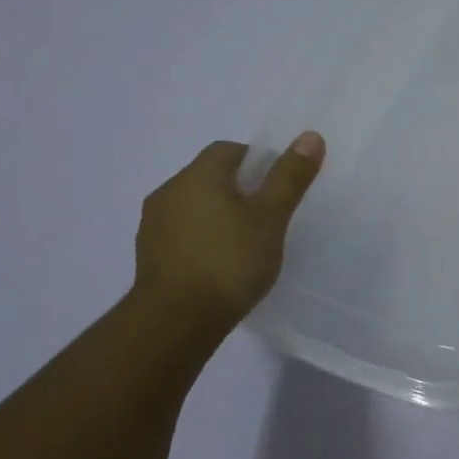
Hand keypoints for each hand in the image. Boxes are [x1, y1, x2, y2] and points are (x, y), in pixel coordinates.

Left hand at [128, 132, 325, 328]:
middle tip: (268, 217)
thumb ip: (289, 176)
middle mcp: (169, 191)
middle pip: (210, 177)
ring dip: (218, 216)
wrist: (175, 322)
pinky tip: (220, 266)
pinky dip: (202, 240)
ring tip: (245, 244)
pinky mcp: (149, 257)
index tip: (277, 188)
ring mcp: (153, 225)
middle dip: (239, 189)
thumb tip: (310, 136)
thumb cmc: (229, 261)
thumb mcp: (271, 217)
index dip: (258, 161)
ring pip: (195, 206)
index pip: (230, 150)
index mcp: (197, 175)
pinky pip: (182, 234)